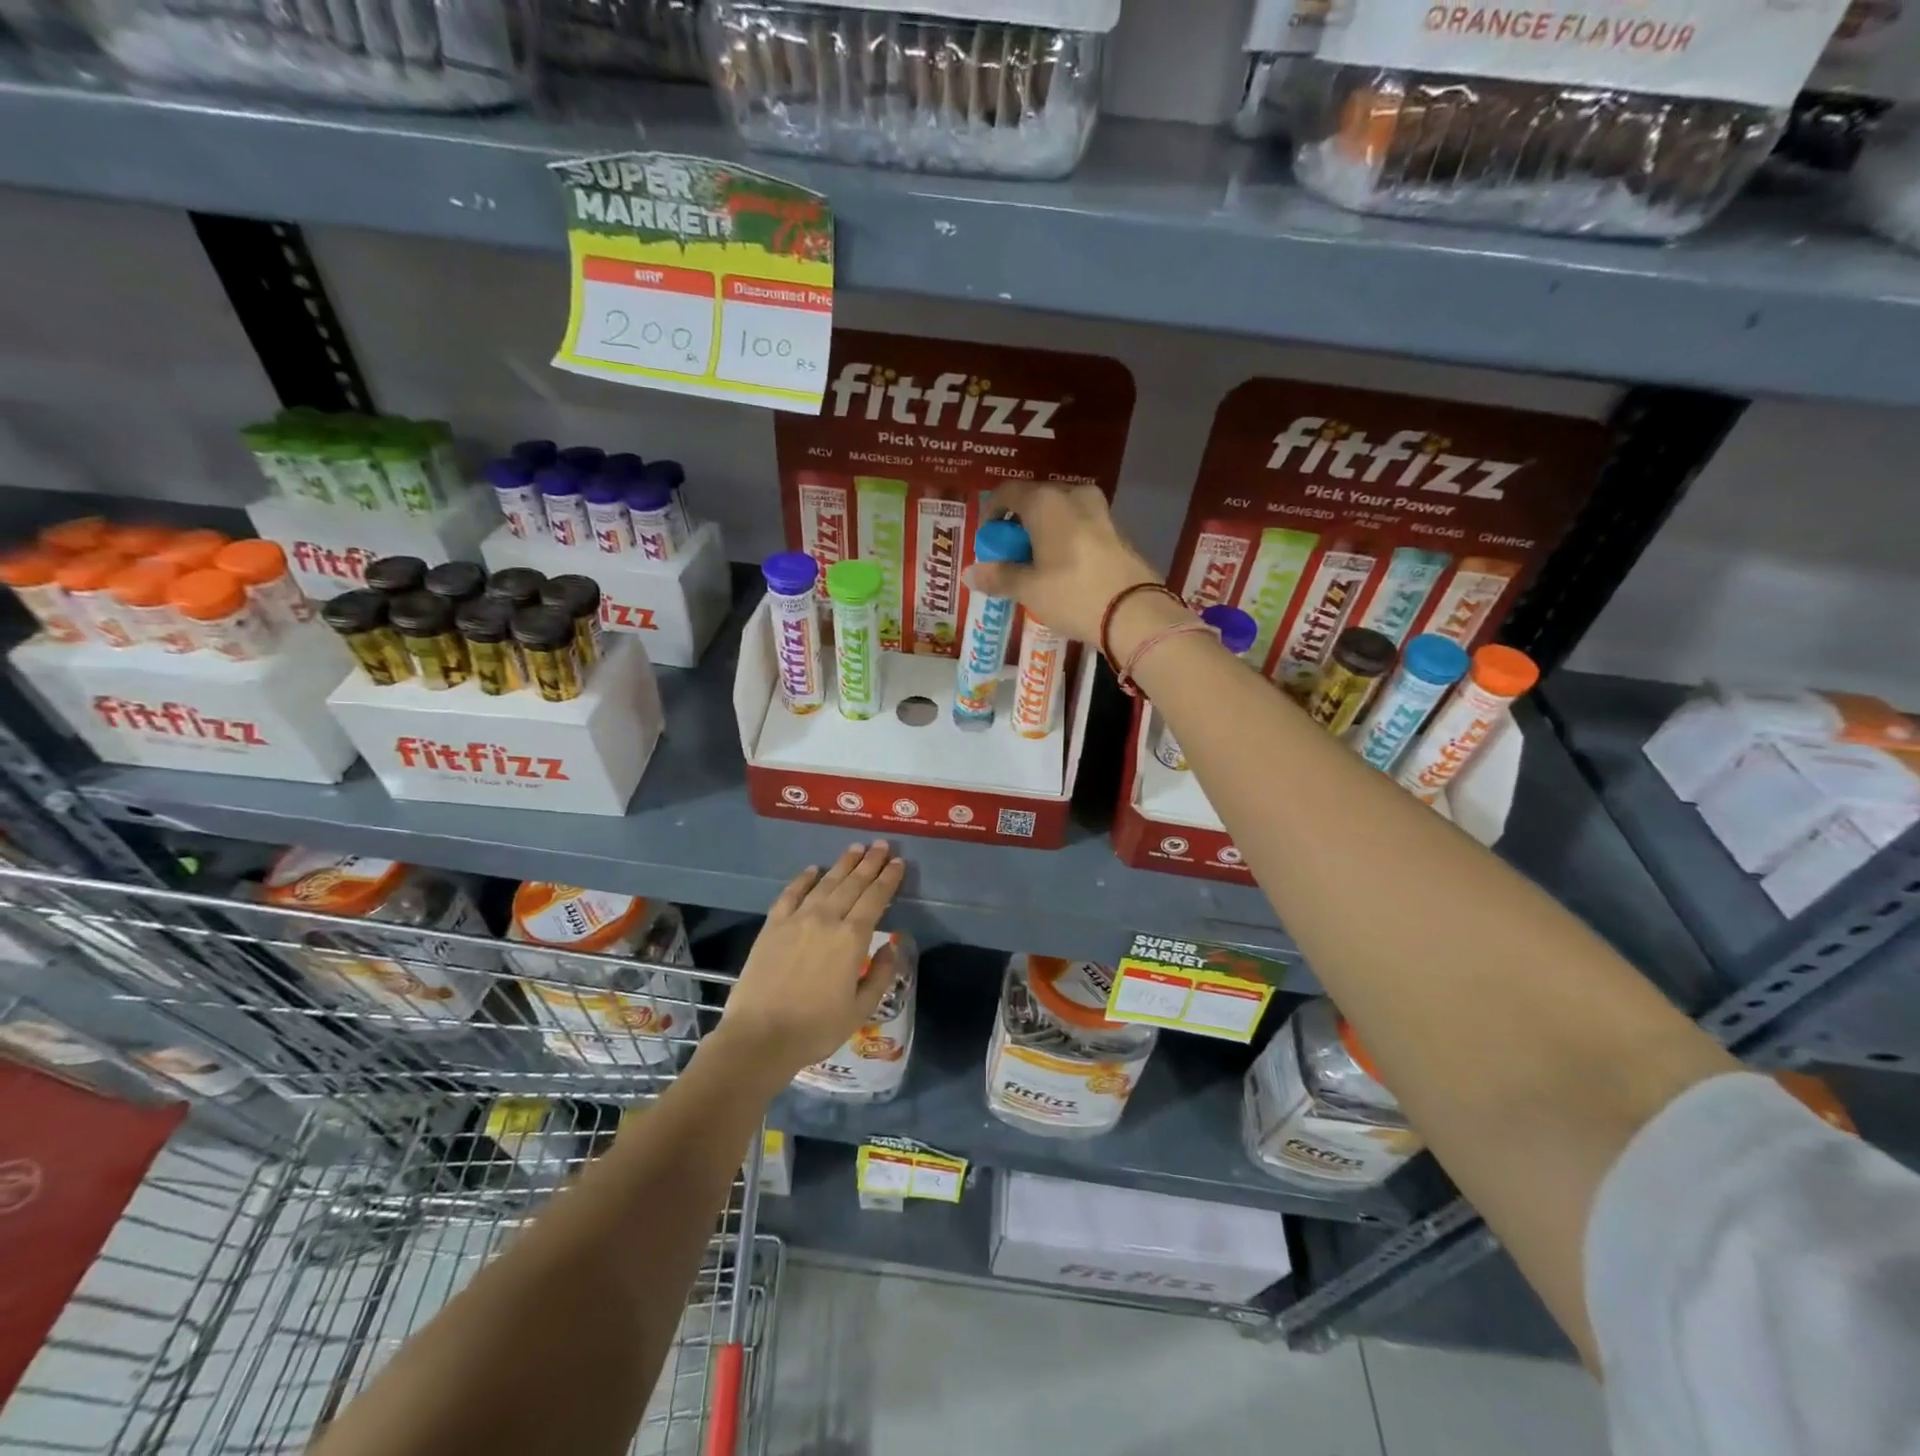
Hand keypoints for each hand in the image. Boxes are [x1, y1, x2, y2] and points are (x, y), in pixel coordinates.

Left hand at [716, 841, 906, 1076]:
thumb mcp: (861, 1009)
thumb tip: (893, 944)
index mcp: (852, 938)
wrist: (760, 1036)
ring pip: (825, 883)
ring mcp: (797, 919)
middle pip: (853, 884)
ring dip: (843, 864)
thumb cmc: (816, 1028)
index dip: (889, 879)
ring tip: (856, 848)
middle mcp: (827, 919)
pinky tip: (813, 869)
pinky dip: (804, 879)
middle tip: (882, 845)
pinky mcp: (773, 925)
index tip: (899, 862)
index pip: (876, 899)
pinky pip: (790, 893)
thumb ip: (882, 974)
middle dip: (870, 863)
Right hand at [966, 481, 1159, 644]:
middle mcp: (1073, 496)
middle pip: (1036, 501)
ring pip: (1061, 514)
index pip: (1007, 492)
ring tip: (1037, 566)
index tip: (988, 541)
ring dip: (1044, 533)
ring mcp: (1100, 511)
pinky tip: (1064, 570)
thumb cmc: (1072, 594)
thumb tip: (969, 573)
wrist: (1134, 613)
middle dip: (1019, 525)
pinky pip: (1081, 527)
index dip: (992, 514)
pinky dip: (1066, 541)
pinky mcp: (1117, 531)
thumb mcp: (1029, 589)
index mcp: (1046, 501)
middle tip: (1011, 556)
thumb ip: (999, 577)